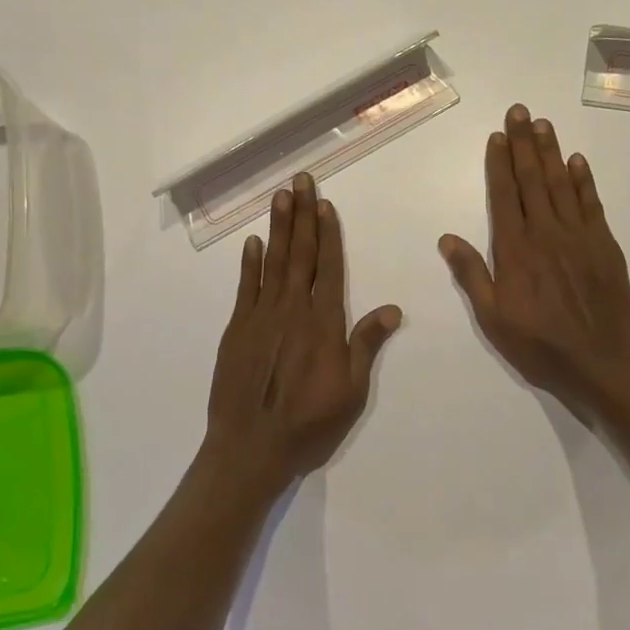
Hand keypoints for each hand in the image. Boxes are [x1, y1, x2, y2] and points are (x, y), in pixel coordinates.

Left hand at [206, 172, 401, 486]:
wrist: (250, 449)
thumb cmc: (309, 425)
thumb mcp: (351, 392)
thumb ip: (366, 345)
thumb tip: (393, 309)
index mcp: (323, 323)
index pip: (328, 268)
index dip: (328, 234)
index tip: (326, 204)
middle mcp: (292, 310)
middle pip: (299, 254)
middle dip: (302, 215)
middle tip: (302, 181)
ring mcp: (260, 317)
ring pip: (272, 262)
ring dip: (278, 228)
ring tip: (281, 197)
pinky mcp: (236, 330)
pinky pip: (245, 288)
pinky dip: (249, 263)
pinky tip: (252, 242)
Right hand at [439, 105, 629, 416]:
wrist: (602, 364)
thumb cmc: (539, 346)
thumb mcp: (493, 319)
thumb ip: (471, 275)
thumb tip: (447, 238)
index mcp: (515, 250)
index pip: (504, 196)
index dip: (499, 164)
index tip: (497, 136)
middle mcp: (546, 233)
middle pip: (532, 180)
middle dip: (524, 143)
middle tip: (520, 111)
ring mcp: (579, 237)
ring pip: (562, 184)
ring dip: (551, 152)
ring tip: (543, 124)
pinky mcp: (605, 245)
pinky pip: (592, 204)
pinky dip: (584, 180)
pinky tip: (577, 161)